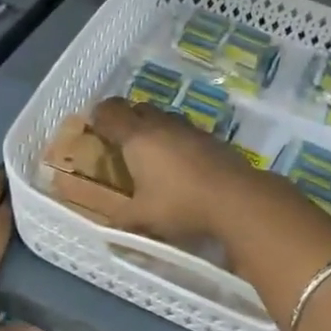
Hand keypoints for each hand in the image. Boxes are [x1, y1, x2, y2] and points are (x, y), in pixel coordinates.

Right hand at [88, 97, 275, 246]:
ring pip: (164, 118)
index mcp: (137, 137)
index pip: (110, 112)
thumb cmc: (180, 205)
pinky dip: (177, 141)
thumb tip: (109, 222)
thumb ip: (122, 218)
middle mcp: (162, 125)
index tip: (94, 130)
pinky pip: (185, 131)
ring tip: (152, 154)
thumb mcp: (143, 218)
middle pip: (138, 108)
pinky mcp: (212, 138)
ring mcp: (190, 129)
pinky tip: (181, 165)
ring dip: (154, 129)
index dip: (98, 117)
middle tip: (122, 143)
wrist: (236, 199)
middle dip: (127, 120)